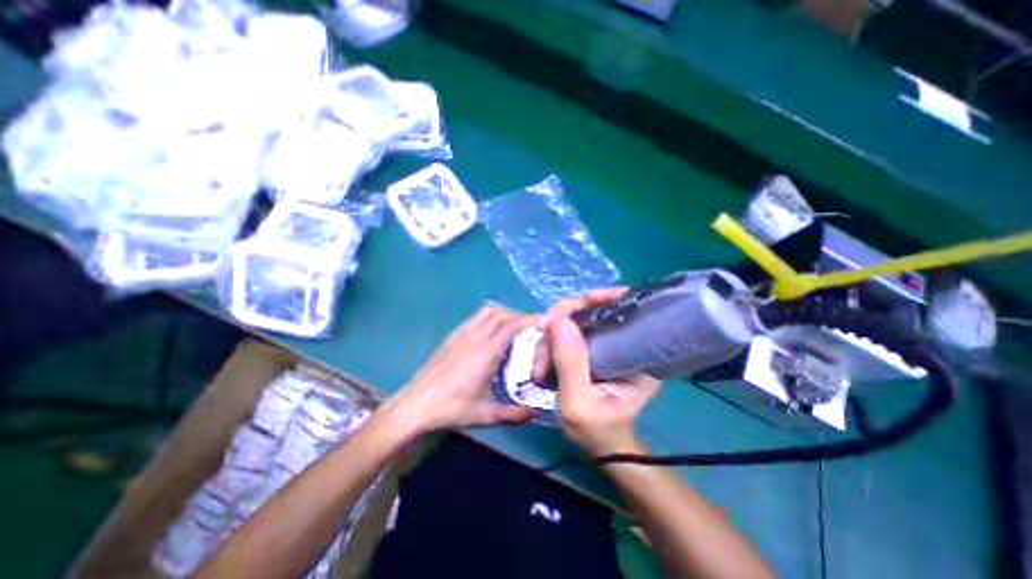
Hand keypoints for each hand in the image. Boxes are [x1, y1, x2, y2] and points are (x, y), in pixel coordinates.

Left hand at [391, 306, 540, 431]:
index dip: (529, 319)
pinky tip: (488, 334)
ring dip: (502, 314)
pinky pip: (475, 317)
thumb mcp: (487, 414)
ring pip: (487, 311)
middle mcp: (476, 336)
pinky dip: (488, 318)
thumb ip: (515, 413)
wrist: (416, 404)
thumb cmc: (452, 408)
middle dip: (518, 316)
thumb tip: (537, 412)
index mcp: (487, 351)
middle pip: (502, 313)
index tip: (542, 322)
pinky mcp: (452, 336)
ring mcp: (462, 333)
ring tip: (510, 328)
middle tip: (528, 330)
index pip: (513, 324)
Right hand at [542, 289, 659, 456]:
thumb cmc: (597, 429)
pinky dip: (551, 343)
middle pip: (592, 309)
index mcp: (638, 352)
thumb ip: (570, 363)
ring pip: (575, 320)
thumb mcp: (579, 403)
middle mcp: (625, 339)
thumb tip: (560, 322)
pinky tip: (543, 362)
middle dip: (560, 322)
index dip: (596, 300)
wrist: (599, 443)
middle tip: (540, 341)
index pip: (622, 309)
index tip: (564, 313)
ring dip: (550, 338)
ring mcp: (606, 341)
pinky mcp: (592, 346)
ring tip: (539, 367)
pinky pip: (568, 332)